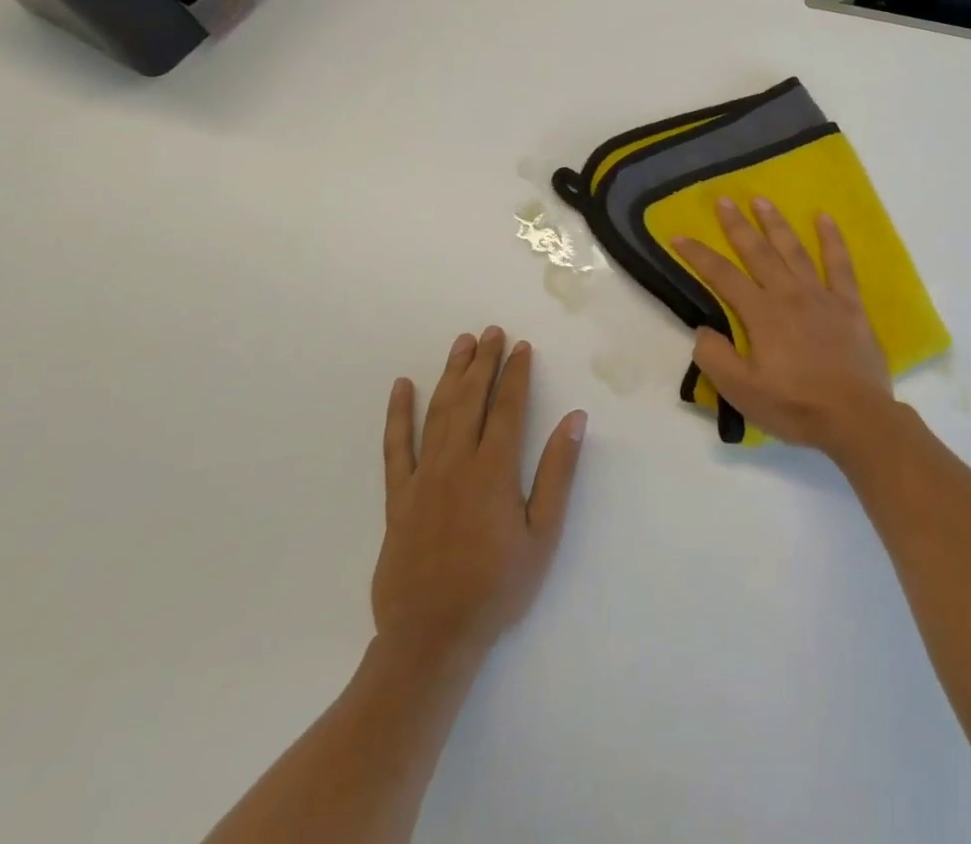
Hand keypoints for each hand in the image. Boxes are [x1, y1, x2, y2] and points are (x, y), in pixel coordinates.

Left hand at [371, 327, 586, 661]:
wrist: (431, 638)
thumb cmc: (498, 587)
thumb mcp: (543, 534)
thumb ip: (558, 473)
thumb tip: (575, 420)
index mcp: (493, 471)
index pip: (507, 408)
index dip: (516, 374)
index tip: (521, 347)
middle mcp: (456, 463)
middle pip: (471, 400)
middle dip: (483, 362)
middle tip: (492, 332)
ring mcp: (422, 478)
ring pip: (437, 412)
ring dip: (450, 374)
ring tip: (461, 344)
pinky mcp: (397, 498)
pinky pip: (395, 447)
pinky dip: (398, 415)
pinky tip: (401, 388)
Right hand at [673, 199, 894, 452]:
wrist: (855, 417)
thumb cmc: (795, 406)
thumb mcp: (742, 392)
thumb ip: (715, 358)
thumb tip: (703, 330)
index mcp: (761, 313)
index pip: (722, 276)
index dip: (698, 255)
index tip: (679, 235)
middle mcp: (789, 294)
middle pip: (757, 252)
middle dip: (737, 225)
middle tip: (723, 200)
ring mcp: (821, 296)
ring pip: (794, 250)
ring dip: (776, 224)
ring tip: (761, 200)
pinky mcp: (849, 304)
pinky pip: (840, 264)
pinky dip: (832, 239)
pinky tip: (824, 218)